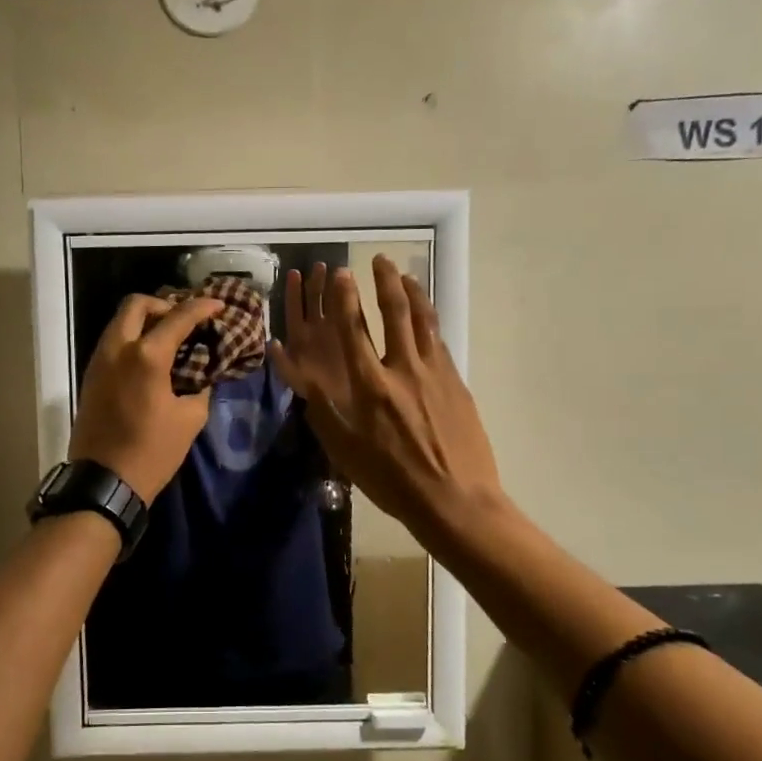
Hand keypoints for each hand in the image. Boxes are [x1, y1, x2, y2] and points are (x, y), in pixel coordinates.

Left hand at [68, 293, 223, 503]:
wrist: (104, 481)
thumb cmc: (152, 452)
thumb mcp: (190, 420)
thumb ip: (201, 388)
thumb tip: (203, 375)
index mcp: (147, 356)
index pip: (179, 317)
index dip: (202, 307)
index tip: (218, 306)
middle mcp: (118, 349)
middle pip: (136, 304)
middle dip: (163, 304)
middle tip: (183, 320)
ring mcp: (99, 361)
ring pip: (120, 322)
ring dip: (145, 321)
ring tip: (169, 338)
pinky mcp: (91, 377)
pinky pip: (112, 342)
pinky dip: (132, 339)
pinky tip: (150, 359)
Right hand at [268, 256, 504, 537]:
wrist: (456, 500)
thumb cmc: (392, 481)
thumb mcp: (345, 452)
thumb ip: (325, 411)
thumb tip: (306, 379)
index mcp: (370, 387)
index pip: (354, 331)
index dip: (346, 299)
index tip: (343, 276)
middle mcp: (402, 370)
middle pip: (395, 313)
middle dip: (385, 281)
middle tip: (380, 260)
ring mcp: (434, 373)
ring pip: (424, 321)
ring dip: (413, 293)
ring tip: (405, 275)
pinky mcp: (456, 383)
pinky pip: (440, 342)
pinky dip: (431, 321)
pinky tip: (427, 317)